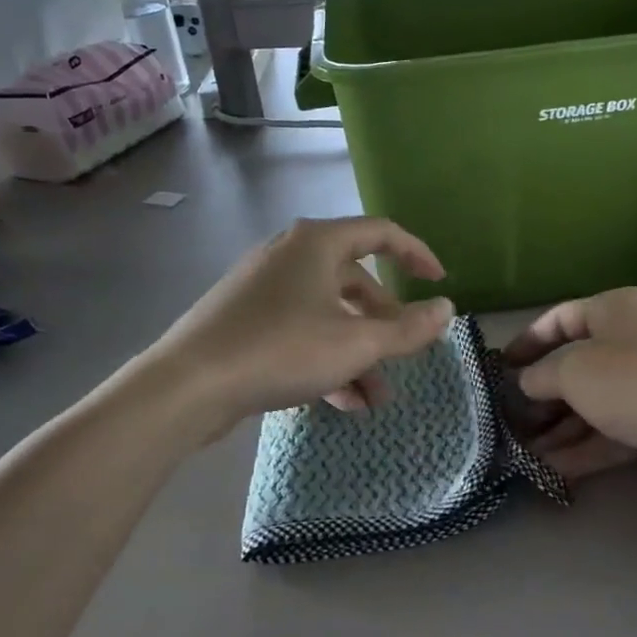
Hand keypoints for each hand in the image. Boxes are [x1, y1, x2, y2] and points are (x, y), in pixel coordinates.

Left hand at [146, 216, 453, 439]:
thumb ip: (407, 328)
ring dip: (357, 353)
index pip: (381, 233)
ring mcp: (263, 288)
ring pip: (328, 314)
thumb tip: (446, 309)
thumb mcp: (356, 343)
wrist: (189, 384)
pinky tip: (341, 402)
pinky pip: (299, 332)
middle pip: (354, 281)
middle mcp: (290, 255)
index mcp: (317, 243)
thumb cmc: (282, 349)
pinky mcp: (245, 320)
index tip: (439, 282)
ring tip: (375, 399)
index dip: (417, 254)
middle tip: (404, 356)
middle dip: (384, 324)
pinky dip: (326, 359)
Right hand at [502, 287, 636, 496]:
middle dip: (542, 394)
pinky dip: (583, 448)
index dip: (528, 341)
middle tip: (510, 418)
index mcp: (616, 310)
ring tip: (522, 450)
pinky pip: (613, 432)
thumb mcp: (574, 370)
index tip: (501, 367)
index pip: (561, 318)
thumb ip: (541, 374)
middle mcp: (634, 341)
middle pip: (576, 365)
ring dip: (559, 427)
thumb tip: (526, 383)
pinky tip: (551, 469)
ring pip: (593, 403)